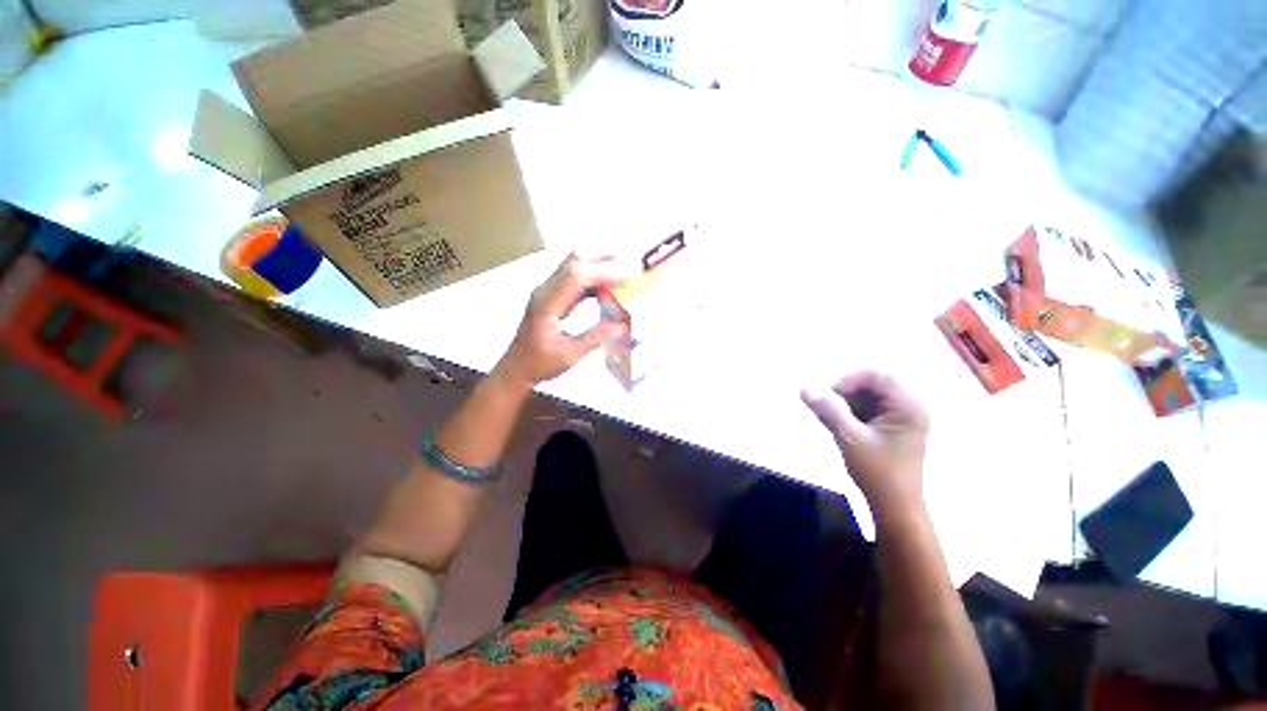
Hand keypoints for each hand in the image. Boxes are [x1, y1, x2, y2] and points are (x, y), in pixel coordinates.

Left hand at [495, 254, 630, 388]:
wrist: (516, 369)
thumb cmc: (540, 364)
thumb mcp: (570, 355)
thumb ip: (595, 338)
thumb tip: (623, 326)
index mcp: (546, 304)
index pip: (575, 276)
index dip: (602, 272)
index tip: (626, 275)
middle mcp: (545, 291)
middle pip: (573, 263)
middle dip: (602, 262)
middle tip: (629, 266)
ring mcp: (547, 291)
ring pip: (573, 266)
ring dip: (597, 266)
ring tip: (622, 273)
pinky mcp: (552, 296)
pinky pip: (573, 278)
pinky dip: (592, 278)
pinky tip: (607, 286)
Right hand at [801, 371, 930, 520]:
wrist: (894, 507)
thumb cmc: (878, 472)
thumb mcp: (850, 438)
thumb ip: (828, 410)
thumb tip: (804, 388)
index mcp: (908, 406)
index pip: (877, 375)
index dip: (849, 380)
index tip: (830, 397)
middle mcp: (909, 407)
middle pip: (871, 384)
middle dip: (846, 394)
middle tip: (829, 411)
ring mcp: (901, 417)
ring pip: (866, 396)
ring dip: (845, 404)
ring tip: (832, 422)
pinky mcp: (891, 427)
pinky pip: (867, 408)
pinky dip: (850, 413)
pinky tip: (840, 427)